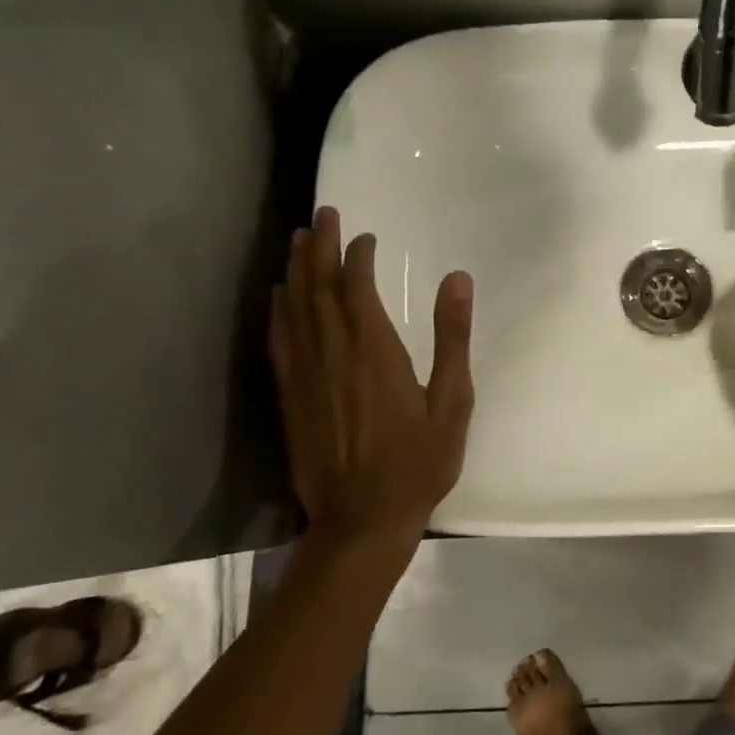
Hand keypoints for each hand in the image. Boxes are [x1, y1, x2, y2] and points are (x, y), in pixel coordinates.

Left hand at [268, 207, 473, 549]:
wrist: (362, 520)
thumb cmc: (418, 462)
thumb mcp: (452, 401)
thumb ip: (452, 337)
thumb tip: (457, 278)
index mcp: (375, 351)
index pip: (358, 287)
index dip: (357, 255)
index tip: (364, 235)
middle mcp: (334, 353)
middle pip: (319, 287)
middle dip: (320, 247)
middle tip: (322, 215)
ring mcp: (306, 375)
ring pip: (295, 308)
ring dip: (296, 270)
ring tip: (297, 240)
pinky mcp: (290, 397)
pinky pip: (279, 342)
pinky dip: (277, 312)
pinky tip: (277, 296)